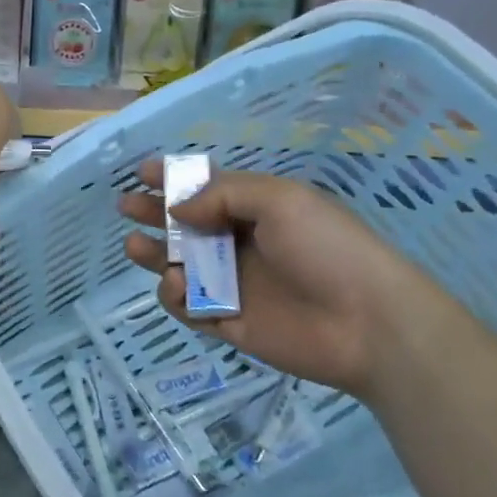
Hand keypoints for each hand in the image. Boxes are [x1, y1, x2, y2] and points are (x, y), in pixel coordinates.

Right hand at [118, 159, 462, 402]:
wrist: (369, 324)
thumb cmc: (327, 249)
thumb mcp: (280, 200)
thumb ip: (223, 195)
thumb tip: (178, 208)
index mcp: (256, 210)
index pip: (207, 189)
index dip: (174, 179)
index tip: (142, 172)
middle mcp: (240, 244)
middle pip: (185, 226)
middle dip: (154, 213)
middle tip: (127, 207)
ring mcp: (232, 284)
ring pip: (179, 265)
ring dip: (154, 254)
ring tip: (134, 247)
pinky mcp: (227, 321)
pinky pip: (188, 306)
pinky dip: (174, 295)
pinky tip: (175, 284)